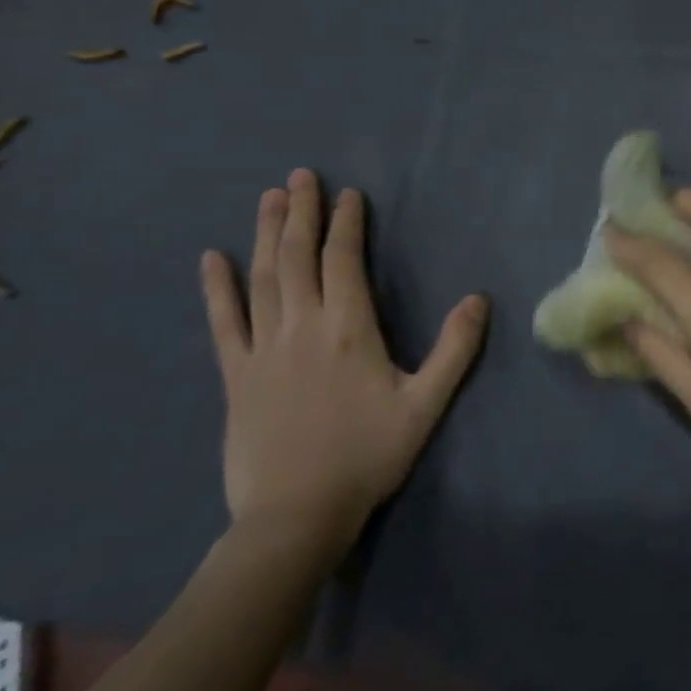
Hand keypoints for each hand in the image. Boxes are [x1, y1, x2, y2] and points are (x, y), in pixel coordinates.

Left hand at [201, 168, 487, 545]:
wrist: (296, 515)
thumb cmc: (369, 455)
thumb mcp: (426, 404)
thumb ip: (455, 348)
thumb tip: (478, 298)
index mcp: (349, 330)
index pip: (343, 261)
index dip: (346, 224)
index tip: (348, 194)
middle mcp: (301, 327)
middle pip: (298, 257)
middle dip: (300, 213)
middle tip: (300, 176)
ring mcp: (262, 349)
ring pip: (263, 278)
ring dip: (265, 234)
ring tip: (269, 198)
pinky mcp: (236, 375)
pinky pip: (223, 322)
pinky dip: (217, 288)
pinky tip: (212, 258)